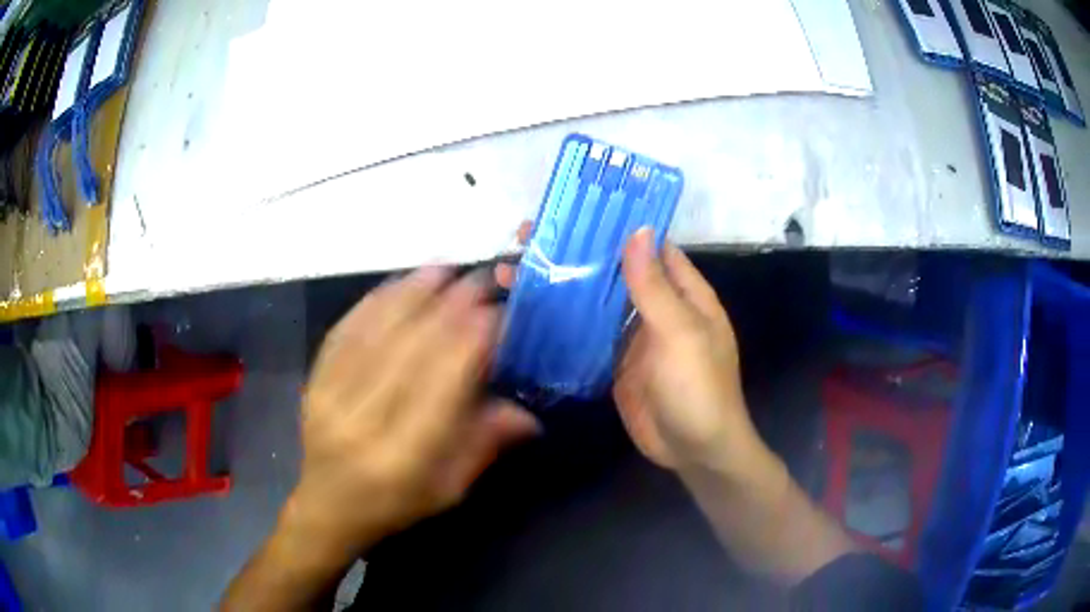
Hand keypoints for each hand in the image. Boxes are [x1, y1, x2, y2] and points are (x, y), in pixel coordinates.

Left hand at [288, 267, 539, 557]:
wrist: (328, 506)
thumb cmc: (396, 504)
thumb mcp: (450, 489)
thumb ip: (486, 445)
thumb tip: (529, 413)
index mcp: (403, 455)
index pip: (442, 381)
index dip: (473, 339)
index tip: (499, 312)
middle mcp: (363, 419)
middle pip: (410, 346)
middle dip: (450, 305)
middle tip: (481, 279)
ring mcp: (331, 394)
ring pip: (377, 329)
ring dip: (415, 292)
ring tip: (447, 269)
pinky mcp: (314, 379)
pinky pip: (347, 328)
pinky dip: (377, 300)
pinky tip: (401, 282)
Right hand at [497, 222, 760, 473]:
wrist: (694, 451)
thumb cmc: (698, 388)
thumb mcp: (681, 334)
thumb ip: (655, 287)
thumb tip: (637, 231)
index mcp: (684, 293)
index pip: (649, 246)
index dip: (617, 226)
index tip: (576, 210)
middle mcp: (658, 307)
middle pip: (614, 271)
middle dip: (577, 253)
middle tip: (527, 238)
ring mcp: (634, 336)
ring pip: (595, 301)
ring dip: (562, 285)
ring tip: (514, 272)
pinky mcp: (614, 362)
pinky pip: (586, 334)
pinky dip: (562, 321)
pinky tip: (529, 311)